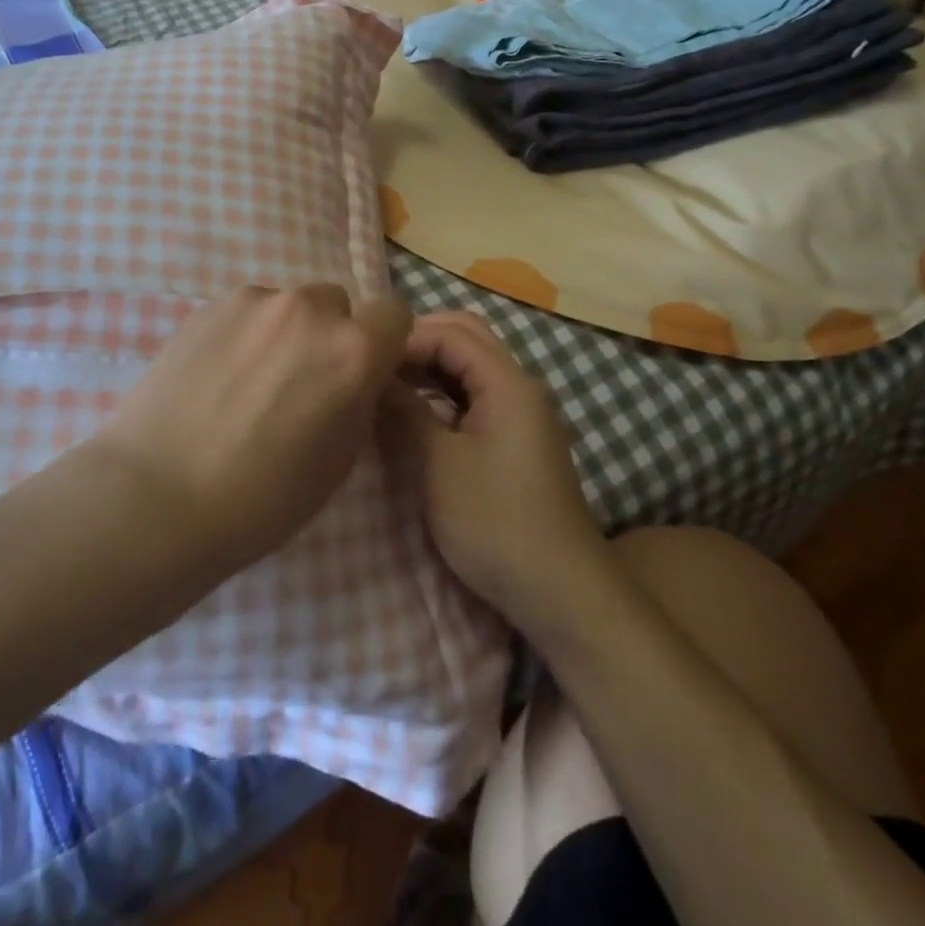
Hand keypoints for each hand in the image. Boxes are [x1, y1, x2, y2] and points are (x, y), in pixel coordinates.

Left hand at [96, 285, 412, 576]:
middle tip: (299, 383)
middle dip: (329, 335)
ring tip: (248, 382)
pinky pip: (246, 311)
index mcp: (353, 349)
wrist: (158, 495)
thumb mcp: (340, 460)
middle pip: (337, 304)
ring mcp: (253, 301)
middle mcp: (308, 309)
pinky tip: (215, 377)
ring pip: (288, 305)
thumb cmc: (262, 497)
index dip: (382, 342)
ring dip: (284, 332)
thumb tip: (353, 380)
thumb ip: (359, 401)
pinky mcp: (207, 306)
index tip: (362, 372)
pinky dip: (244, 334)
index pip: (394, 313)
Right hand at [385, 311, 603, 627]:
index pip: (450, 334)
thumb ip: (405, 411)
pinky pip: (475, 395)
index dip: (405, 340)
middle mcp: (519, 386)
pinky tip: (414, 411)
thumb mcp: (439, 464)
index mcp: (507, 383)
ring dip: (430, 366)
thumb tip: (373, 376)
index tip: (365, 361)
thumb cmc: (495, 522)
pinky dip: (443, 392)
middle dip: (419, 343)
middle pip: (466, 338)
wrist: (560, 591)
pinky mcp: (516, 438)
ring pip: (471, 367)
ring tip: (385, 383)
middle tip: (375, 364)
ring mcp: (521, 412)